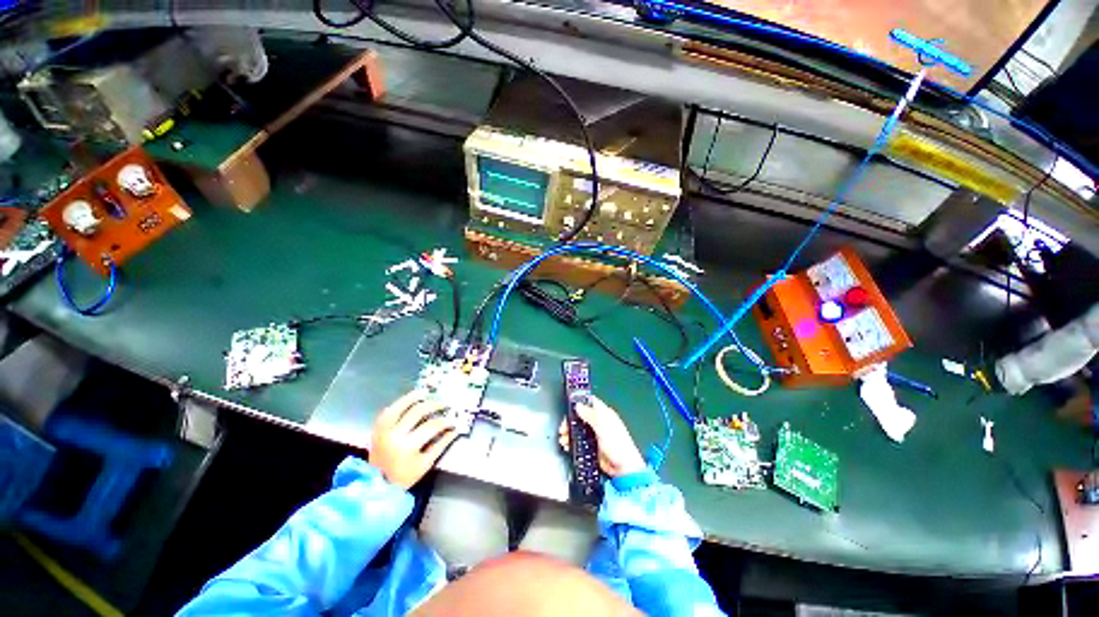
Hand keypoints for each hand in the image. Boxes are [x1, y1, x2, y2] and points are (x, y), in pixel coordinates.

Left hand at [370, 391, 458, 488]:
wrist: (374, 486)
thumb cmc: (403, 477)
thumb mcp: (425, 464)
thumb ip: (440, 445)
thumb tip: (454, 431)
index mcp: (408, 446)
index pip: (432, 426)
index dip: (445, 421)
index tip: (453, 421)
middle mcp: (394, 435)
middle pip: (418, 411)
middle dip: (434, 405)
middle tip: (443, 404)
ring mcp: (383, 431)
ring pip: (400, 406)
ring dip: (414, 397)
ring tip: (426, 393)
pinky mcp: (376, 430)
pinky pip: (388, 411)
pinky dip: (398, 404)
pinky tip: (408, 400)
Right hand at [558, 396, 645, 477]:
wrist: (623, 469)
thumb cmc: (618, 445)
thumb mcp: (603, 426)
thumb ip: (590, 415)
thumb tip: (578, 405)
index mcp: (604, 414)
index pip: (590, 402)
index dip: (579, 402)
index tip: (569, 405)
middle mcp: (599, 423)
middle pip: (581, 416)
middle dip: (571, 420)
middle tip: (564, 426)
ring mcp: (595, 435)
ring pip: (578, 429)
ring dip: (569, 432)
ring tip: (563, 437)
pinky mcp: (592, 447)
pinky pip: (579, 441)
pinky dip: (571, 442)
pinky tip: (567, 444)